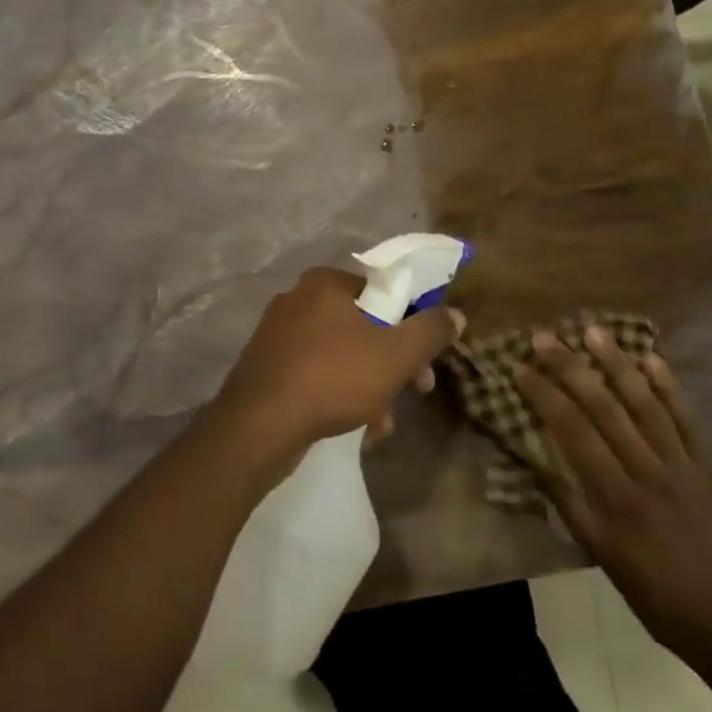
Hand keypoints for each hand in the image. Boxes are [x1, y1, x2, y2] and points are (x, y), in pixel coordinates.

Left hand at [210, 267, 463, 462]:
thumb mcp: (395, 355)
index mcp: (325, 283)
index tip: (426, 358)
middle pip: (364, 324)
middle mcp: (298, 299)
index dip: (412, 323)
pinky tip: (357, 428)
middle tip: (415, 391)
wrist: (256, 427)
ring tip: (383, 423)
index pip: (383, 291)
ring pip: (342, 353)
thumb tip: (455, 314)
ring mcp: (278, 334)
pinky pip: (317, 372)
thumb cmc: (332, 378)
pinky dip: (340, 393)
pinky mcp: (267, 366)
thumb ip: (430, 331)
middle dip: (393, 361)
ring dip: (370, 384)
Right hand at [519, 325, 711, 674]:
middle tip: (545, 337)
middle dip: (570, 368)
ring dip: (618, 364)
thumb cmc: (654, 595)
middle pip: (604, 408)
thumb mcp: (602, 557)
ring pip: (645, 404)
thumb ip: (570, 505)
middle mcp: (647, 472)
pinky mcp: (708, 467)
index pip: (572, 432)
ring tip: (594, 331)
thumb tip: (536, 460)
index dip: (544, 395)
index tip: (521, 368)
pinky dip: (670, 388)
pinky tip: (652, 359)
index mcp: (616, 498)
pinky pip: (687, 420)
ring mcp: (682, 466)